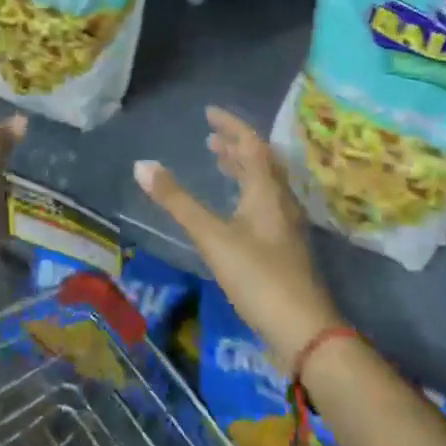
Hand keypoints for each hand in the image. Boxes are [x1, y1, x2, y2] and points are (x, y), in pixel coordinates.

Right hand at [136, 107, 343, 376]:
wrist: (304, 332)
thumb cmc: (258, 276)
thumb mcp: (212, 237)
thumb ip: (177, 201)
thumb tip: (142, 165)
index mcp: (267, 190)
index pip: (251, 143)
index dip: (230, 125)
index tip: (209, 113)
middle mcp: (281, 201)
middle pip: (261, 162)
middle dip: (235, 146)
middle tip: (210, 139)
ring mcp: (286, 226)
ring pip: (264, 184)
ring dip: (242, 168)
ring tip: (219, 164)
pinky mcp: (285, 248)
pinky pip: (265, 204)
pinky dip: (246, 192)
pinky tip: (234, 209)